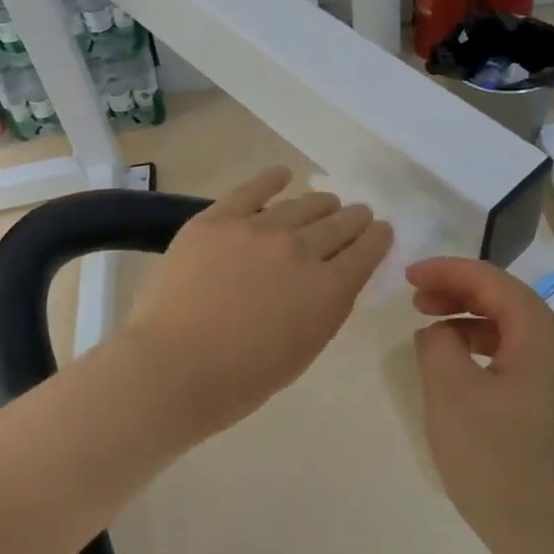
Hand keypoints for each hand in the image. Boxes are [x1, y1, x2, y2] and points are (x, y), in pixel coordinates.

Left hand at [126, 167, 391, 442]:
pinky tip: (282, 174)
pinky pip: (251, 189)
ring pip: (301, 205)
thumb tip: (330, 279)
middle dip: (353, 218)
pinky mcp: (218, 219)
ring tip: (325, 201)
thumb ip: (324, 308)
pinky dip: (271, 179)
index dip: (377, 238)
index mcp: (329, 290)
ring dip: (320, 203)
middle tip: (357, 214)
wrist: (173, 367)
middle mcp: (301, 249)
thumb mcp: (303, 349)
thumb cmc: (240, 379)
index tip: (380, 230)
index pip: (366, 251)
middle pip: (338, 223)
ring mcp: (258, 229)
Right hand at [407, 257, 553, 553]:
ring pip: (513, 329)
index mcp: (542, 333)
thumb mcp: (451, 394)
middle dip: (457, 292)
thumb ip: (437, 344)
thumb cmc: (500, 463)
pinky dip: (485, 351)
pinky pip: (520, 358)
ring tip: (432, 334)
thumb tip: (439, 331)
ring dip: (470, 322)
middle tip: (415, 301)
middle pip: (506, 299)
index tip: (407, 276)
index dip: (446, 270)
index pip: (491, 280)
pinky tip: (461, 374)